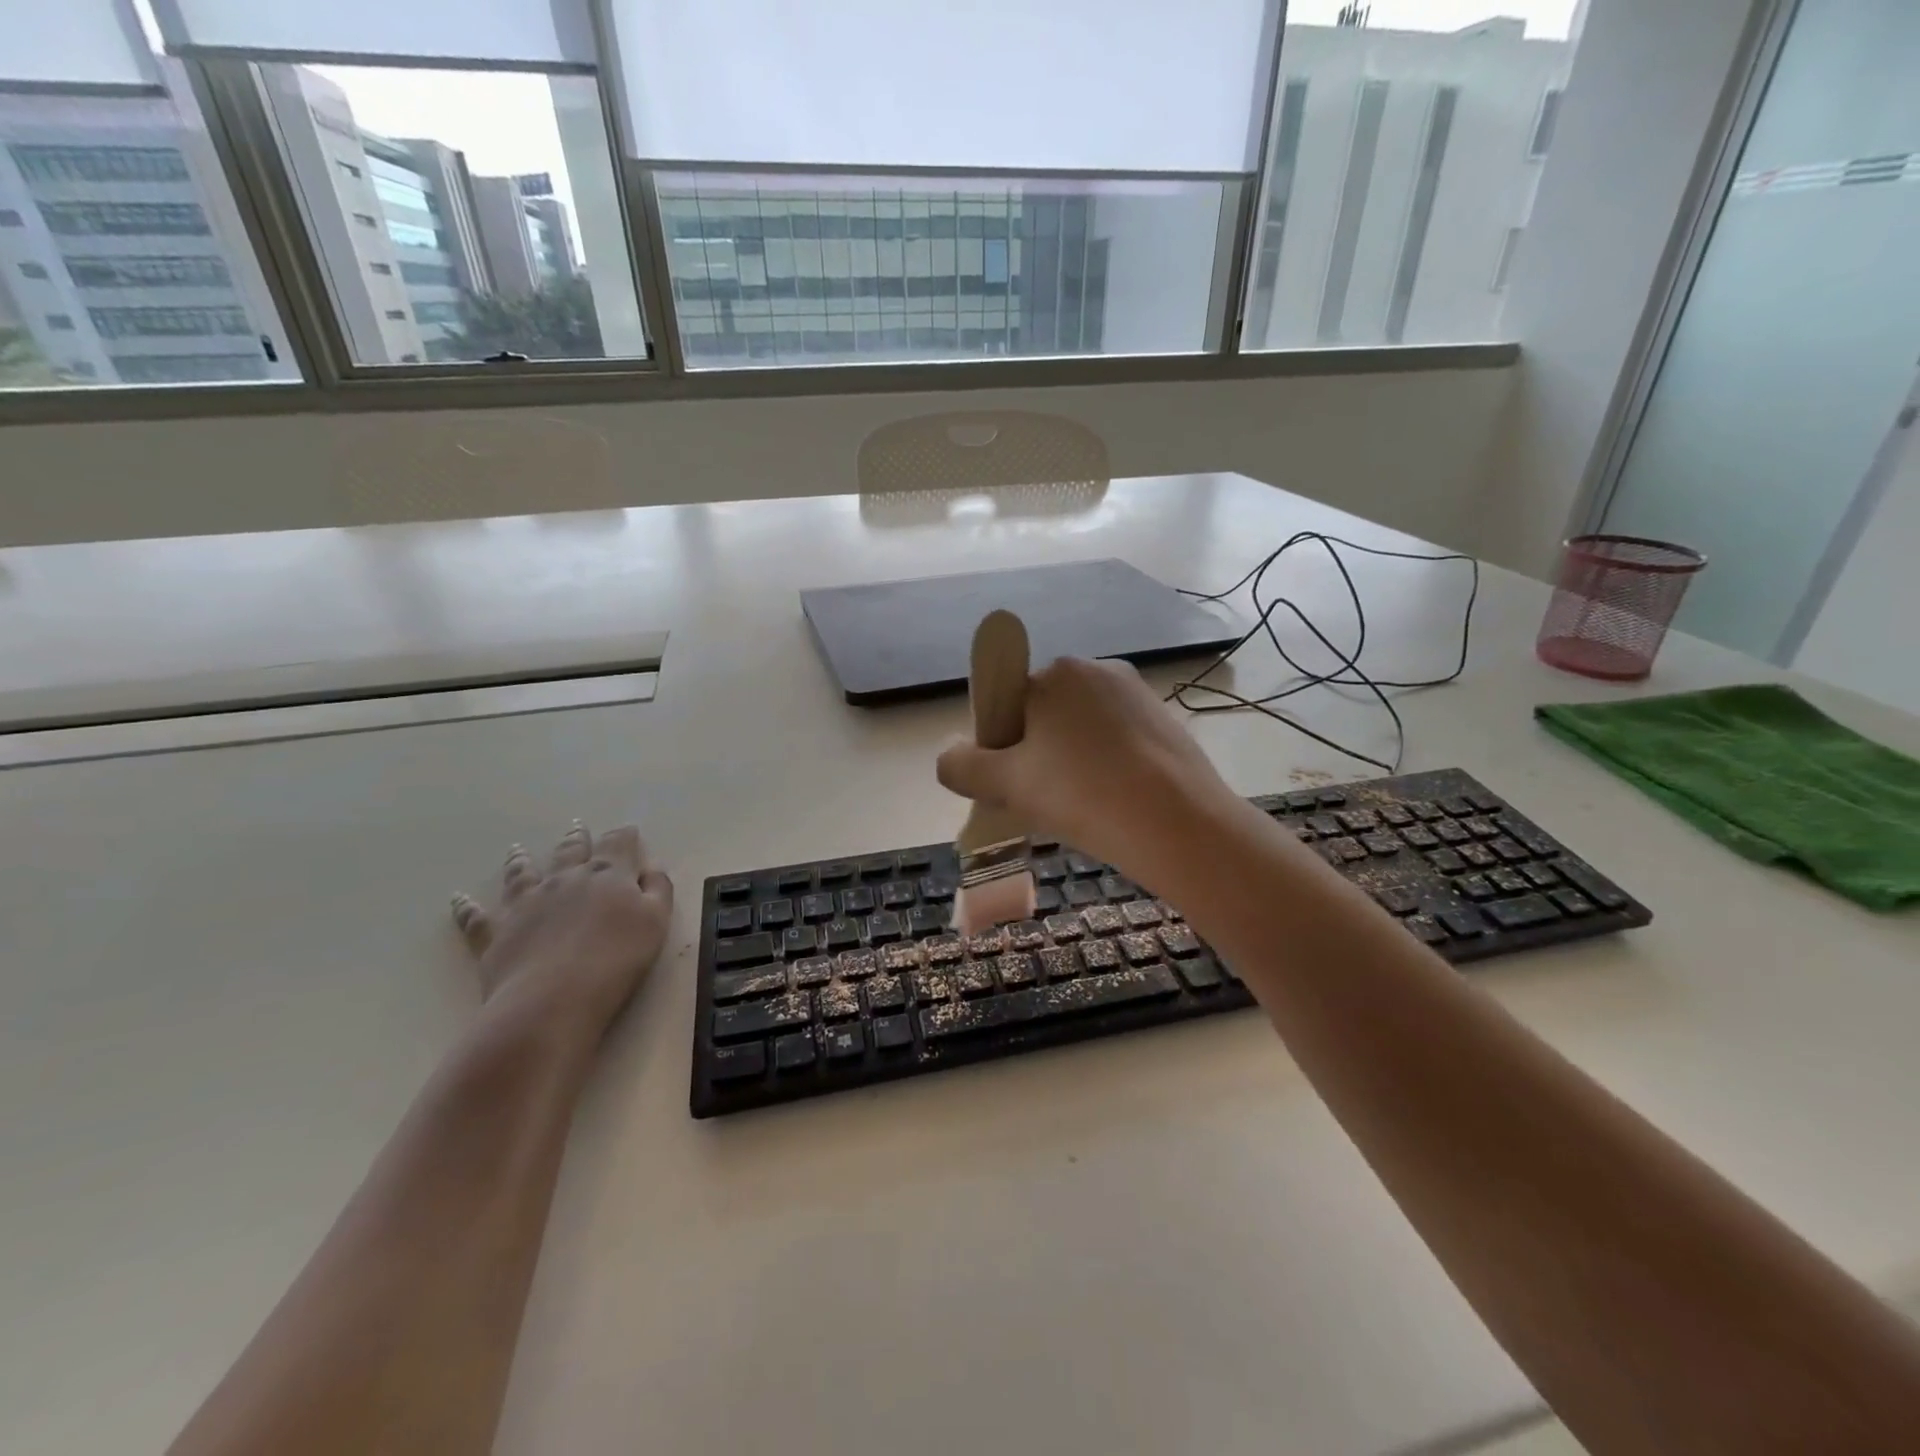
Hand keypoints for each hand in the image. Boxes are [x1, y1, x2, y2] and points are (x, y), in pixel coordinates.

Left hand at [450, 822, 672, 1036]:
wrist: (554, 999)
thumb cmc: (616, 960)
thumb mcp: (656, 921)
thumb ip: (657, 889)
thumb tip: (650, 867)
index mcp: (607, 875)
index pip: (618, 845)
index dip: (624, 835)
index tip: (629, 830)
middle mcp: (564, 880)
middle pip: (570, 852)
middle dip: (576, 838)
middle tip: (576, 827)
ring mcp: (526, 904)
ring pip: (521, 873)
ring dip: (520, 859)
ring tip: (517, 849)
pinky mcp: (495, 933)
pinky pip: (475, 916)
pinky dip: (466, 906)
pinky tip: (458, 898)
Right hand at [936, 657, 1234, 883]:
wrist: (1179, 825)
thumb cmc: (1083, 796)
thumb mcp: (1006, 784)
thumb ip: (961, 765)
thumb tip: (949, 755)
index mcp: (1054, 673)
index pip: (1006, 705)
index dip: (1000, 748)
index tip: (1012, 786)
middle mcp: (1096, 669)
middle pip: (1045, 715)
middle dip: (1036, 754)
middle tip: (1045, 802)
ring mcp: (1136, 693)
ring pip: (1082, 729)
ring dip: (1071, 761)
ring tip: (1082, 807)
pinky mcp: (1165, 720)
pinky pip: (1117, 740)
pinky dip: (1106, 765)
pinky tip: (1114, 801)